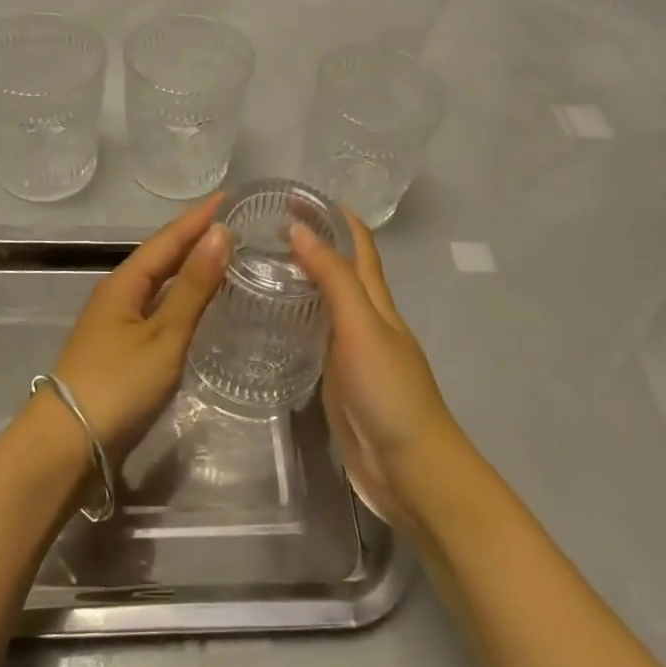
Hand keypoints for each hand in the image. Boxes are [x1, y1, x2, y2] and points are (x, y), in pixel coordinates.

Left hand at [49, 197, 230, 462]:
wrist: (67, 442)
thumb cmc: (118, 383)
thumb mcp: (164, 335)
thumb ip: (194, 287)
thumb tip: (221, 233)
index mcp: (125, 282)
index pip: (168, 239)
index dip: (198, 218)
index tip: (229, 196)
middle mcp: (119, 293)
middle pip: (161, 255)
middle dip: (194, 236)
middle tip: (232, 222)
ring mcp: (118, 320)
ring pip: (159, 281)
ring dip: (188, 265)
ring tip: (222, 253)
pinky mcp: (122, 346)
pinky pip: (157, 305)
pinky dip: (181, 295)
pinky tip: (197, 303)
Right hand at [291, 212, 465, 527]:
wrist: (410, 469)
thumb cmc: (390, 391)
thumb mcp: (361, 327)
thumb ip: (333, 279)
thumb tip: (299, 229)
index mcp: (377, 301)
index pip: (359, 246)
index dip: (336, 217)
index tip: (298, 196)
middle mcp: (365, 319)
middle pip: (341, 270)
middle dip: (312, 243)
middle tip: (262, 229)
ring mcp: (351, 351)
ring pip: (325, 303)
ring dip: (300, 279)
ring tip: (256, 265)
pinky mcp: (337, 380)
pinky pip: (314, 338)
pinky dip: (295, 319)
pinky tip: (268, 322)